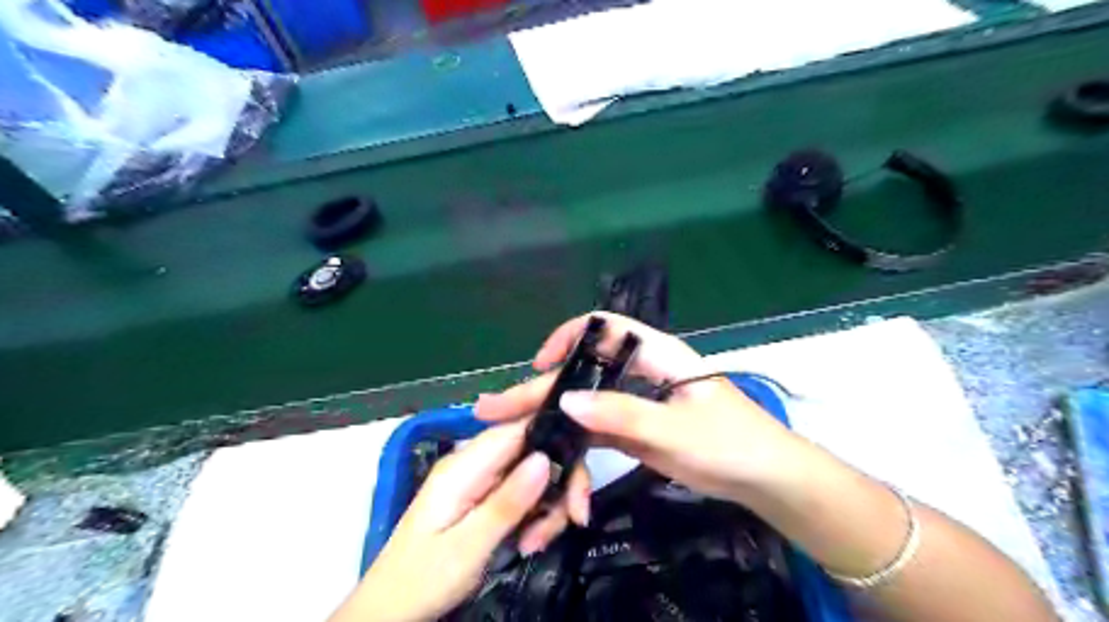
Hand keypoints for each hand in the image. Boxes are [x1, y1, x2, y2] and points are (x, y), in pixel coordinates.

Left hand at [334, 423, 583, 621]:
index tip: (578, 480)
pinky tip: (530, 541)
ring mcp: (478, 479)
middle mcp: (473, 462)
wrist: (387, 611)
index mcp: (464, 465)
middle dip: (558, 483)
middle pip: (532, 450)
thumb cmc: (422, 579)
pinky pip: (521, 492)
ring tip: (537, 542)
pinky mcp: (482, 496)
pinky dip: (534, 514)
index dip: (556, 440)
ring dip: (547, 505)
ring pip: (532, 472)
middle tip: (570, 521)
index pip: (520, 428)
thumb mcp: (468, 547)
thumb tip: (546, 457)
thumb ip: (507, 502)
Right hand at [475, 313, 807, 507]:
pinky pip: (595, 437)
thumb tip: (565, 401)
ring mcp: (633, 405)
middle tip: (493, 409)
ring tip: (513, 443)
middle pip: (582, 375)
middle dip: (539, 392)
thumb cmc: (730, 441)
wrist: (763, 479)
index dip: (568, 338)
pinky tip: (556, 472)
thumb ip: (623, 413)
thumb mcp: (676, 427)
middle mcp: (638, 374)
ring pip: (583, 409)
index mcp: (655, 355)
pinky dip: (576, 454)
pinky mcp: (633, 432)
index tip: (540, 365)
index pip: (605, 329)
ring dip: (551, 427)